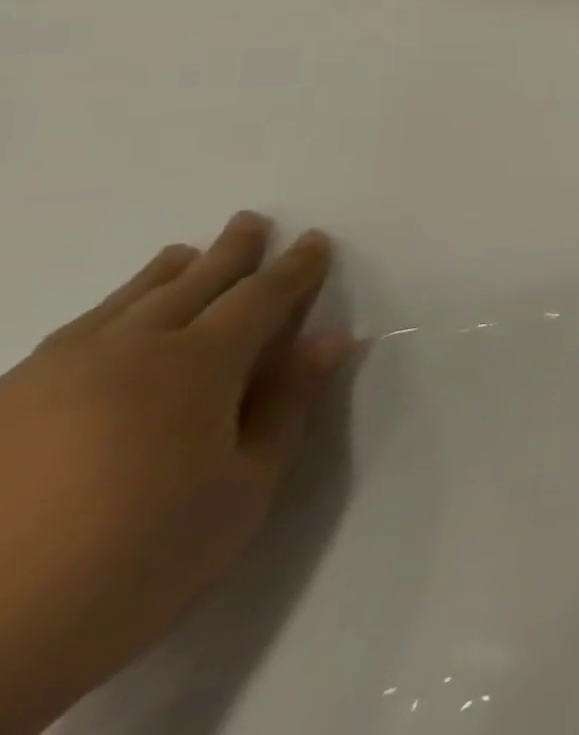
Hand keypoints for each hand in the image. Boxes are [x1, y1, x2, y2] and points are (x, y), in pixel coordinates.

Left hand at [0, 212, 351, 734]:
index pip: (261, 298)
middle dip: (229, 253)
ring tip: (180, 255)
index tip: (315, 241)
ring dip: (160, 277)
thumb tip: (329, 338)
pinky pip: (65, 339)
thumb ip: (288, 406)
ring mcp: (45, 381)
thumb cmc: (139, 561)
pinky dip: (104, 313)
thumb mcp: (244, 489)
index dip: (295, 268)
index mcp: (196, 366)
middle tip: (250, 222)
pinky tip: (105, 321)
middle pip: (190, 287)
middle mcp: (123, 354)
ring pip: (119, 307)